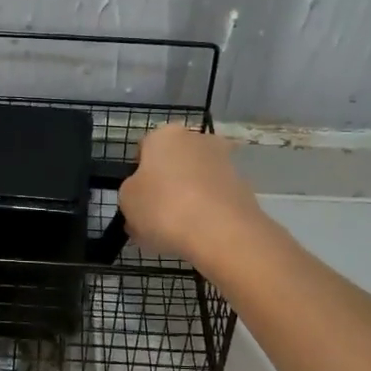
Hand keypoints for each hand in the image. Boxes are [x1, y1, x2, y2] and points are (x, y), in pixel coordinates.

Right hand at [117, 124, 266, 265]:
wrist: (221, 231)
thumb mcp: (127, 201)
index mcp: (165, 135)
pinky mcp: (243, 187)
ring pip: (195, 181)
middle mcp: (197, 139)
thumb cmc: (163, 207)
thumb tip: (142, 196)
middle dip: (165, 186)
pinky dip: (206, 213)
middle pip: (173, 163)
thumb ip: (131, 193)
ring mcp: (224, 162)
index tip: (136, 200)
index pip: (144, 149)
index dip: (137, 175)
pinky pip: (214, 199)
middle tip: (154, 217)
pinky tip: (198, 236)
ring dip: (186, 200)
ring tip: (176, 233)